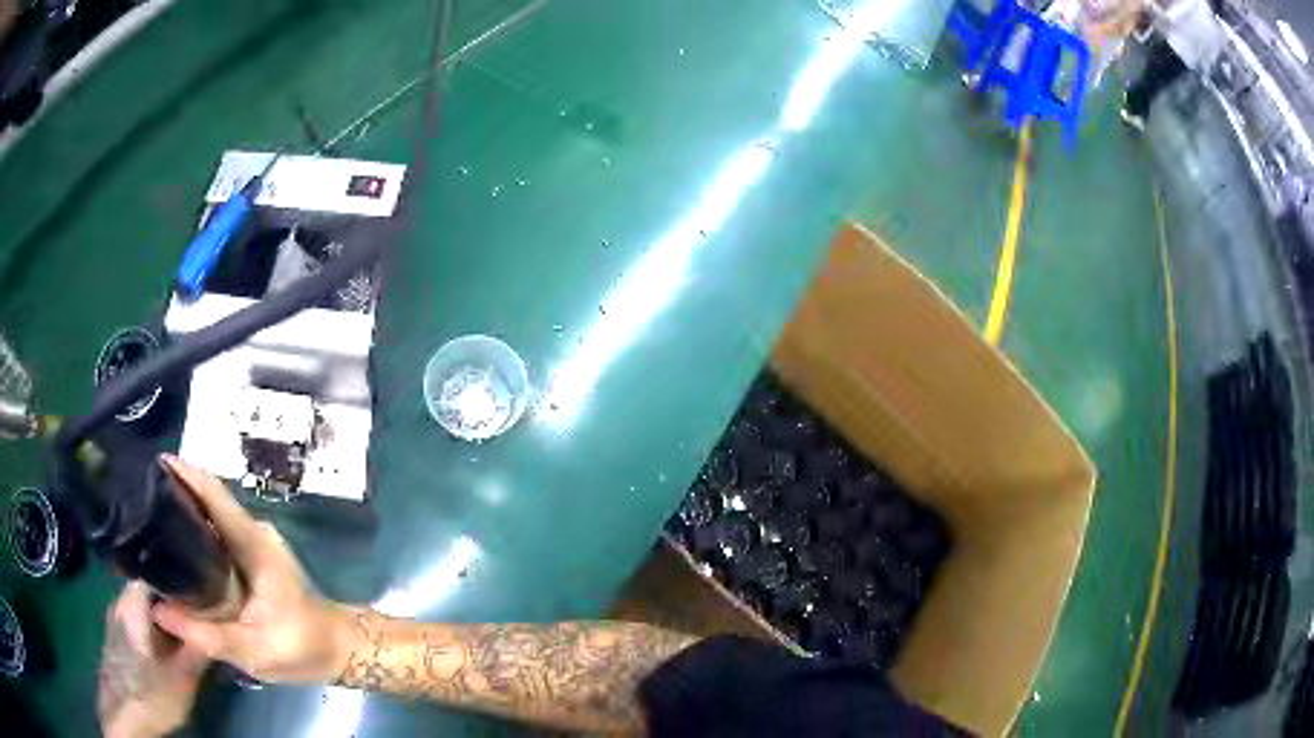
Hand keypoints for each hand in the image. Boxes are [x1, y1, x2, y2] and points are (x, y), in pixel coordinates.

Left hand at [98, 582, 208, 737]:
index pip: (160, 568)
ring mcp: (117, 616)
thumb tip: (217, 623)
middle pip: (153, 586)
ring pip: (146, 605)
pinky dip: (157, 628)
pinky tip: (171, 649)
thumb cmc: (150, 693)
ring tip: (192, 633)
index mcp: (133, 598)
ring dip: (168, 616)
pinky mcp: (117, 634)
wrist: (123, 714)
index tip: (208, 592)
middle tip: (205, 617)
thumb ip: (198, 646)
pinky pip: (140, 619)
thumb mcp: (183, 677)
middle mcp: (121, 598)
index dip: (185, 578)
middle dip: (178, 601)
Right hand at [151, 455, 353, 683]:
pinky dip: (193, 532)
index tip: (149, 466)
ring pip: (211, 515)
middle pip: (208, 498)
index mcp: (253, 542)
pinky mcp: (251, 557)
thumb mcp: (252, 649)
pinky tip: (172, 548)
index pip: (213, 493)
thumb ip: (206, 634)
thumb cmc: (300, 647)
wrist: (337, 649)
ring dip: (181, 511)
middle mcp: (252, 531)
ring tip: (145, 517)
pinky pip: (216, 534)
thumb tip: (157, 611)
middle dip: (173, 492)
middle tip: (137, 497)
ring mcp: (253, 542)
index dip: (182, 474)